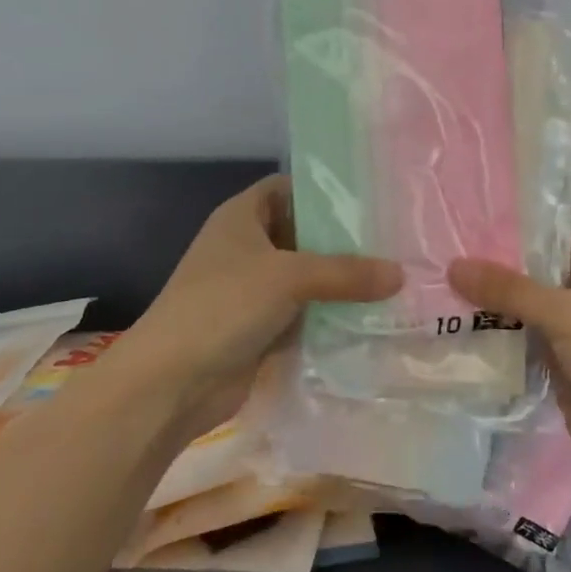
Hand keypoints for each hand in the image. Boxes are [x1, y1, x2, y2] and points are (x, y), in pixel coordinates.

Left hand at [114, 175, 400, 440]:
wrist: (171, 384)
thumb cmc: (223, 306)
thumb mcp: (289, 277)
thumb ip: (346, 272)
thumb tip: (400, 274)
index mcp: (242, 217)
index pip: (287, 187)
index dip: (323, 189)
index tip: (370, 196)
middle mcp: (248, 248)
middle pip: (303, 233)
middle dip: (344, 239)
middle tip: (396, 239)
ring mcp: (253, 291)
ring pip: (308, 277)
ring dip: (342, 282)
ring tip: (396, 276)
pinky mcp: (262, 328)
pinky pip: (306, 313)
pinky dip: (332, 315)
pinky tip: (373, 315)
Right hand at [450, 230, 570, 499]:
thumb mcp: (565, 313)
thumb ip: (511, 290)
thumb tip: (454, 267)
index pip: (562, 237)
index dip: (528, 225)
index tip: (480, 217)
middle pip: (536, 277)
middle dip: (497, 268)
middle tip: (446, 253)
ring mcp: (569, 341)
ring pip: (523, 315)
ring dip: (489, 308)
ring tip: (438, 288)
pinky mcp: (554, 375)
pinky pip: (519, 351)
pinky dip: (493, 345)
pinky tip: (454, 334)